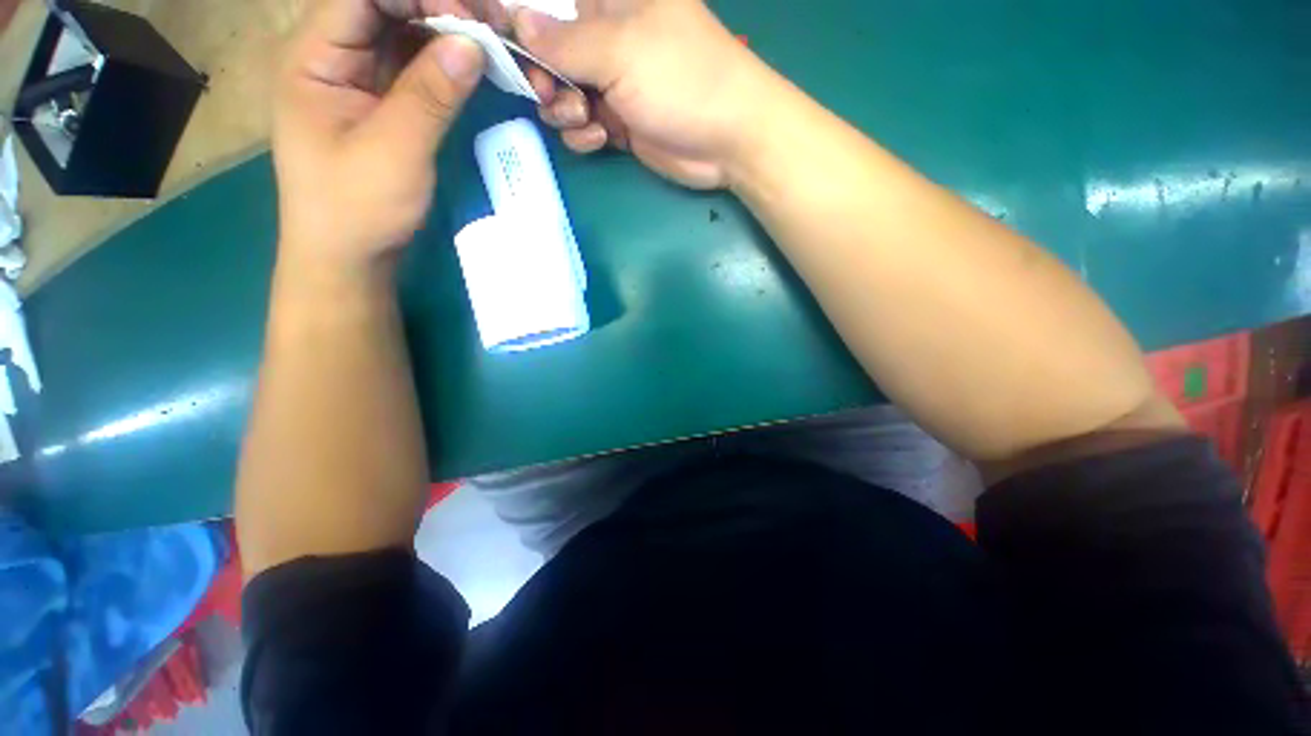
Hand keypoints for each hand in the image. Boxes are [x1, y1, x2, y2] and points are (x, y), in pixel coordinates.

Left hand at [273, 0, 488, 272]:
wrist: (351, 254)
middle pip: (388, 4)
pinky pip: (418, 63)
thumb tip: (474, 43)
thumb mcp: (394, 151)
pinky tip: (479, 63)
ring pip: (406, 30)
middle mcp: (334, 52)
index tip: (472, 19)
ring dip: (451, 30)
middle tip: (495, 25)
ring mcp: (360, 74)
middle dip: (442, 7)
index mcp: (314, 55)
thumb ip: (430, 94)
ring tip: (497, 41)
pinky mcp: (384, 98)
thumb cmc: (357, 207)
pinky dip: (449, 60)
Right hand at [508, 0, 772, 188]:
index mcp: (610, 0)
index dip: (521, 19)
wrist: (727, 139)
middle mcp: (606, 36)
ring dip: (564, 110)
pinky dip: (584, 134)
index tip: (501, 39)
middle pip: (548, 50)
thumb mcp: (620, 50)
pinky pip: (583, 125)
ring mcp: (613, 82)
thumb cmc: (682, 78)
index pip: (549, 1)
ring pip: (562, 92)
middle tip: (553, 93)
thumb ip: (564, 40)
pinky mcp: (620, 121)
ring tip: (589, 119)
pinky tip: (601, 137)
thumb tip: (516, 20)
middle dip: (542, 75)